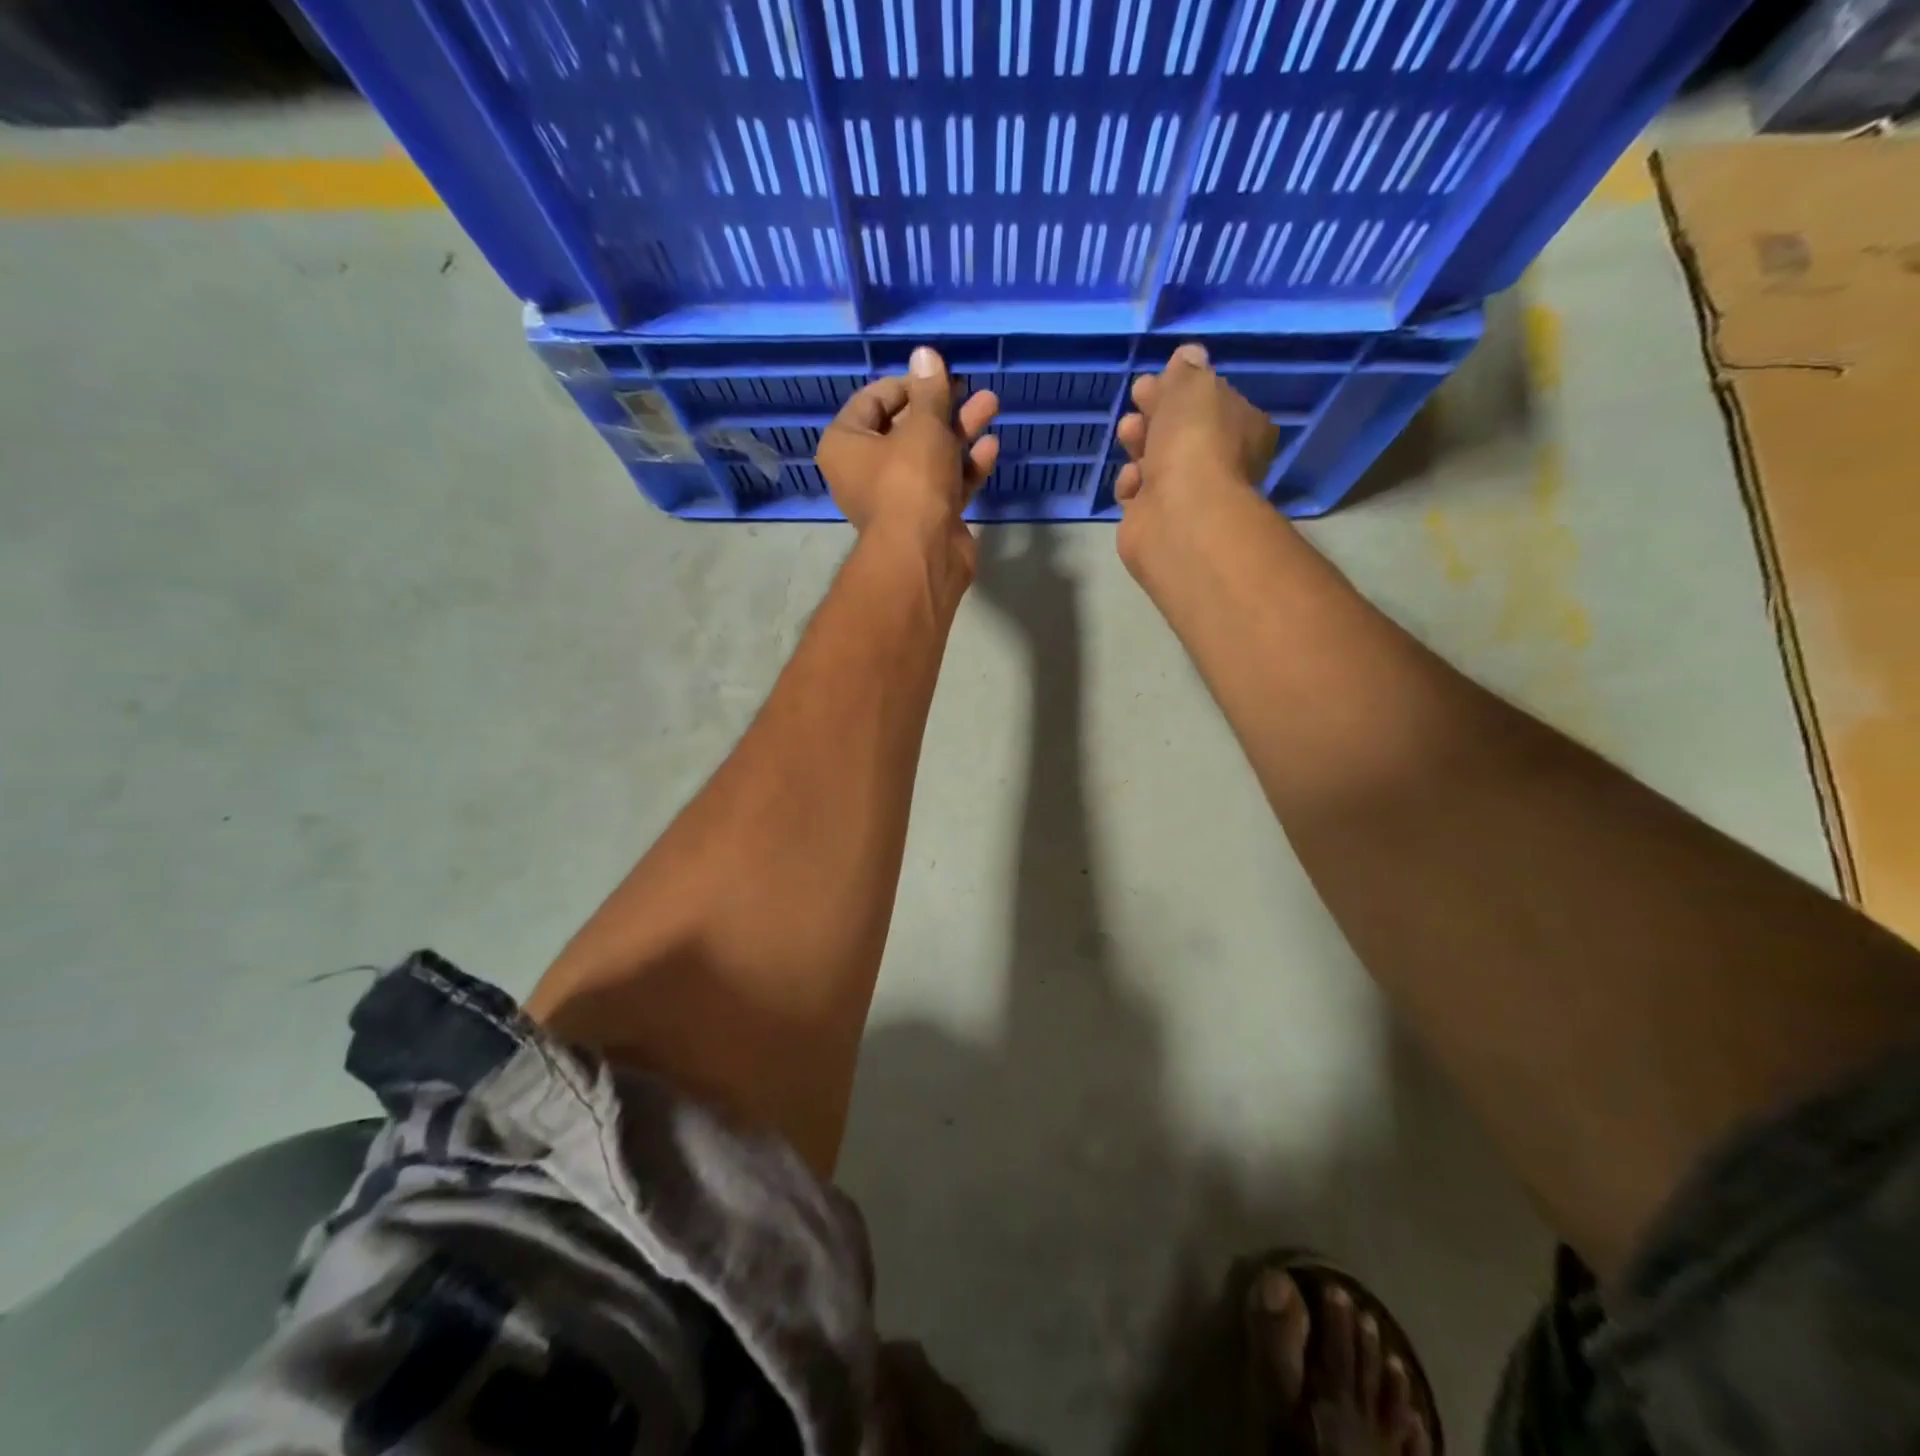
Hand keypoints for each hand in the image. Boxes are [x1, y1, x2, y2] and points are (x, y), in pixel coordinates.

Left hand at [817, 346, 999, 586]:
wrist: (923, 555)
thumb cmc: (910, 481)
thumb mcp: (923, 427)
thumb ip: (929, 391)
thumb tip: (925, 354)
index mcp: (845, 445)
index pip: (871, 401)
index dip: (906, 384)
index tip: (937, 376)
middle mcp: (865, 471)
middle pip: (905, 429)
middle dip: (941, 407)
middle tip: (969, 387)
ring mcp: (897, 498)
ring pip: (929, 456)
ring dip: (960, 432)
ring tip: (991, 404)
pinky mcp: (925, 519)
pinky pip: (944, 484)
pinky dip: (965, 467)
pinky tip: (990, 447)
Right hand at [1113, 343, 1279, 572]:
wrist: (1179, 514)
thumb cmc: (1195, 442)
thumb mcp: (1194, 387)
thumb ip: (1187, 372)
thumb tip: (1188, 356)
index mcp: (1241, 428)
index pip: (1211, 401)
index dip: (1182, 387)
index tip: (1157, 378)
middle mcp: (1219, 463)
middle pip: (1180, 430)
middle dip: (1156, 413)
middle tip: (1138, 399)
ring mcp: (1188, 495)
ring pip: (1156, 461)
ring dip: (1139, 443)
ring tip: (1128, 434)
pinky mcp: (1157, 520)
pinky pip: (1138, 494)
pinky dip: (1132, 484)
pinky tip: (1133, 482)